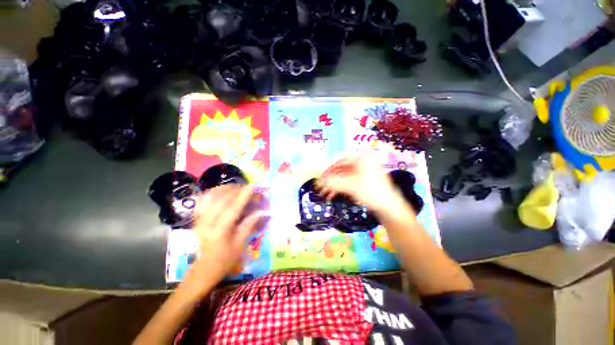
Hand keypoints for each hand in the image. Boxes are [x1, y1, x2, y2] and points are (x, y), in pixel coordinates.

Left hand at [191, 184, 267, 284]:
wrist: (203, 269)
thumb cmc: (224, 260)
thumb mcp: (240, 246)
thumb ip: (248, 226)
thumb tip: (260, 211)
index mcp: (219, 233)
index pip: (232, 209)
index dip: (243, 196)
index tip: (253, 186)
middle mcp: (206, 223)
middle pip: (220, 200)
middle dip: (236, 190)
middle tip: (248, 187)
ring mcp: (198, 220)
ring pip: (210, 197)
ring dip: (225, 188)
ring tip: (237, 186)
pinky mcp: (196, 218)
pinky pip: (203, 199)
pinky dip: (214, 192)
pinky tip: (223, 190)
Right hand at [316, 153, 401, 212]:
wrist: (389, 207)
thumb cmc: (373, 192)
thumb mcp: (350, 186)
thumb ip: (333, 182)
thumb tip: (319, 182)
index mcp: (362, 158)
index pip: (340, 159)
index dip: (329, 168)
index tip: (321, 176)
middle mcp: (362, 162)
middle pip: (341, 168)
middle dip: (330, 179)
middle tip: (320, 185)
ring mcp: (363, 172)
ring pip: (343, 176)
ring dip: (333, 185)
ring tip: (325, 193)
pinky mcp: (363, 180)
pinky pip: (348, 181)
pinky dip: (339, 188)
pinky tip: (332, 195)